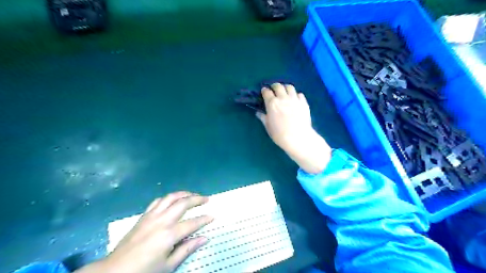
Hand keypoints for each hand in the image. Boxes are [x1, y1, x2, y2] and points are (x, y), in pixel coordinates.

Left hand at [76, 192, 212, 272]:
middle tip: (206, 199)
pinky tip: (173, 200)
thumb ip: (187, 249)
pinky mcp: (144, 215)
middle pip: (183, 203)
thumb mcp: (168, 266)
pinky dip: (168, 197)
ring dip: (184, 194)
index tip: (213, 216)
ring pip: (170, 197)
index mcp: (169, 235)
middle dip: (197, 199)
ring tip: (192, 195)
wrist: (115, 271)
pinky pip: (158, 201)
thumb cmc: (144, 271)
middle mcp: (162, 220)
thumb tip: (205, 238)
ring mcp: (152, 216)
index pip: (192, 223)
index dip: (204, 219)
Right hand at [256, 83, 312, 150]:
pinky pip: (299, 94)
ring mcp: (294, 99)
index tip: (264, 92)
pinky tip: (295, 99)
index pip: (266, 92)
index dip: (264, 91)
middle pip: (278, 86)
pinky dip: (296, 95)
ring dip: (285, 88)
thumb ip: (263, 117)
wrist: (298, 138)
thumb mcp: (268, 127)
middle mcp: (283, 98)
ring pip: (289, 87)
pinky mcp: (304, 103)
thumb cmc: (280, 134)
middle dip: (274, 86)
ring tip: (285, 92)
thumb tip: (258, 113)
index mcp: (272, 103)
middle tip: (274, 90)